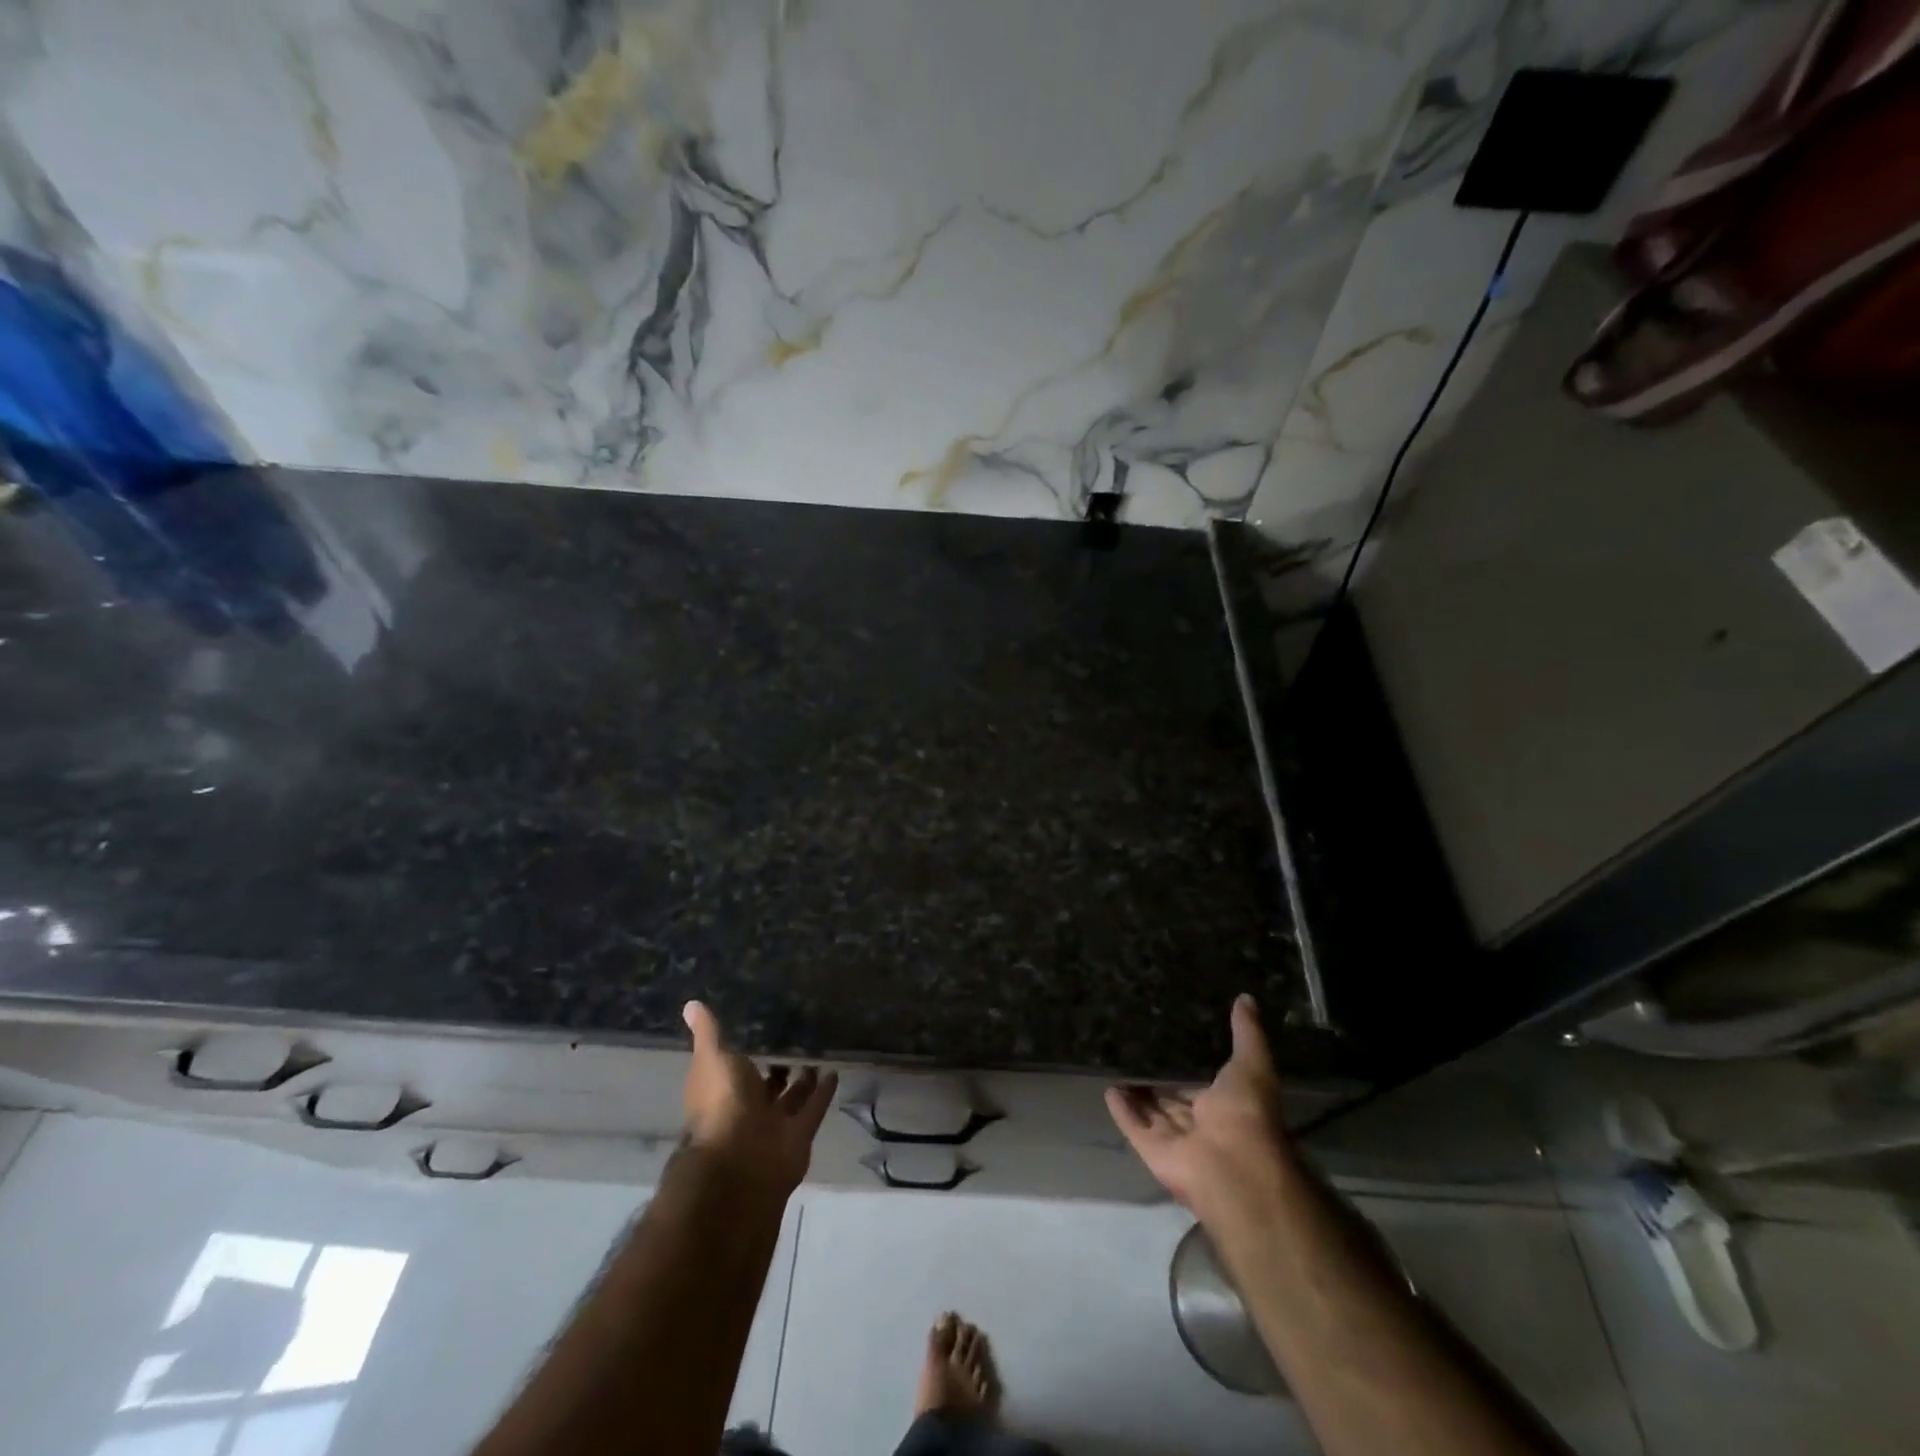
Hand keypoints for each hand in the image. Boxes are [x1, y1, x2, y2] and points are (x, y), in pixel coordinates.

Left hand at [682, 1001, 838, 1196]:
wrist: (741, 1160)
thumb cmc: (721, 1103)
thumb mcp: (712, 1058)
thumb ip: (708, 1034)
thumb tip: (691, 1004)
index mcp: (722, 1091)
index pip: (734, 1069)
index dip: (745, 1052)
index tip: (761, 1029)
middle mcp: (746, 1108)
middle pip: (765, 1086)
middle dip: (778, 1069)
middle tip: (796, 1041)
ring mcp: (773, 1125)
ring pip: (791, 1098)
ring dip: (803, 1081)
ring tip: (818, 1054)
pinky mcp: (799, 1135)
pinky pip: (813, 1109)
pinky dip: (823, 1093)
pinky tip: (835, 1072)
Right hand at [1106, 995, 1297, 1223]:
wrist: (1234, 1167)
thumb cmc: (1247, 1112)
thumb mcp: (1252, 1064)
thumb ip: (1247, 1033)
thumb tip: (1246, 997)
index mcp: (1225, 1106)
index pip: (1202, 1086)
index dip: (1188, 1069)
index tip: (1171, 1043)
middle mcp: (1200, 1124)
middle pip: (1173, 1101)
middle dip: (1159, 1082)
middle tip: (1137, 1051)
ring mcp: (1175, 1140)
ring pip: (1151, 1113)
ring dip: (1137, 1094)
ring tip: (1116, 1065)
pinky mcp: (1151, 1150)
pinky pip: (1133, 1126)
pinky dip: (1121, 1110)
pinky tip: (1107, 1089)